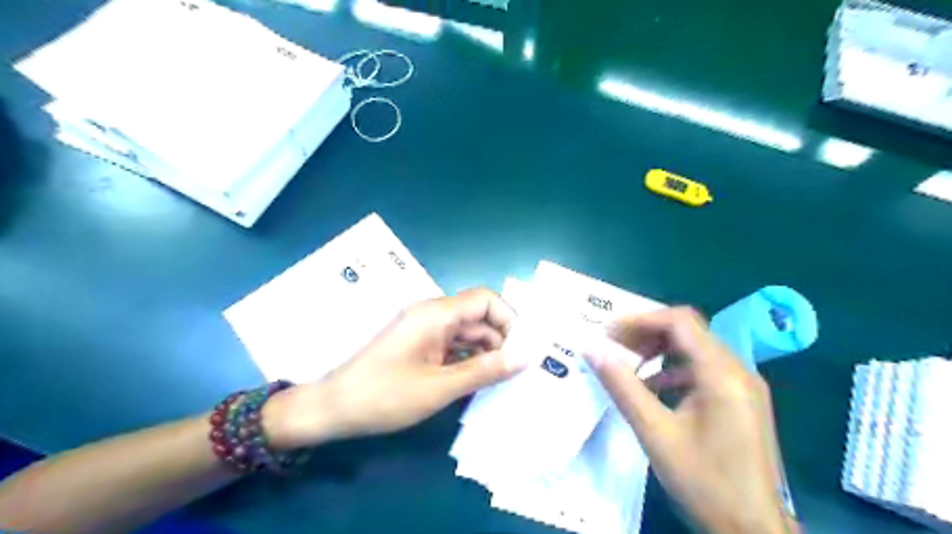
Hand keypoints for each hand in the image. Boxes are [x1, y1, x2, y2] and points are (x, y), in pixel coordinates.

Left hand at [263, 288, 523, 450]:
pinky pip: (453, 345)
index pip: (485, 299)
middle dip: (501, 340)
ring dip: (486, 353)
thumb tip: (524, 357)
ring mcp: (424, 330)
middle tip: (519, 371)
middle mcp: (432, 314)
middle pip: (478, 316)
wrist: (334, 409)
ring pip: (467, 333)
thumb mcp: (440, 387)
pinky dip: (468, 360)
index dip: (509, 318)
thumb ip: (485, 370)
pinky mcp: (419, 345)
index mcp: (436, 314)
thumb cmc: (385, 396)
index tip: (523, 349)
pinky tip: (479, 382)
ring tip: (503, 381)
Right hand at [585, 308, 792, 533]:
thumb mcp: (655, 433)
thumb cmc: (705, 482)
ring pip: (696, 348)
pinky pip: (704, 369)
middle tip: (614, 344)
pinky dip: (674, 369)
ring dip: (659, 350)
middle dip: (647, 333)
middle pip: (689, 331)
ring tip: (629, 362)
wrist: (754, 531)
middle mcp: (738, 370)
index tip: (609, 332)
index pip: (680, 322)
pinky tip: (653, 388)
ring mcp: (744, 385)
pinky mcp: (742, 400)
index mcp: (722, 374)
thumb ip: (622, 386)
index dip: (641, 320)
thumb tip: (592, 349)